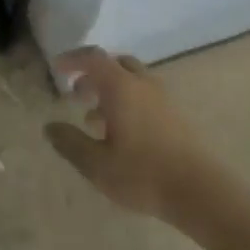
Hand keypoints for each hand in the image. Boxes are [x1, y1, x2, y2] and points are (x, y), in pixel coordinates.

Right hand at [45, 48, 225, 227]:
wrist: (200, 191)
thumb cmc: (143, 174)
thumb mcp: (97, 164)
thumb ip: (70, 143)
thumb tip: (50, 127)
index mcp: (121, 87)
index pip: (93, 58)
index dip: (73, 59)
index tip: (57, 69)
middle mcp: (142, 84)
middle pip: (114, 64)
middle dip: (92, 74)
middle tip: (76, 93)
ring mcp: (162, 98)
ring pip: (131, 80)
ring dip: (110, 90)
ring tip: (93, 117)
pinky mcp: (175, 115)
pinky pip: (144, 95)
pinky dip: (126, 102)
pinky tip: (121, 134)